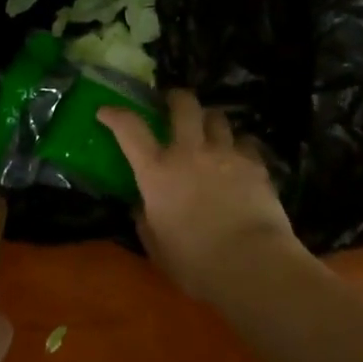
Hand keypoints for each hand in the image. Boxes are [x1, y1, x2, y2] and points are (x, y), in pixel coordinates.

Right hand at [98, 91, 300, 298]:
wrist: (251, 263)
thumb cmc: (196, 262)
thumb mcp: (157, 246)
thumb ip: (145, 220)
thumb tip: (141, 206)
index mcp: (158, 171)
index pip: (130, 129)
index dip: (115, 114)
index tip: (106, 111)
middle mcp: (190, 152)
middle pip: (183, 105)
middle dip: (176, 98)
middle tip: (172, 102)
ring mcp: (225, 153)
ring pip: (217, 117)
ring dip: (209, 120)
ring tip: (209, 130)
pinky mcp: (256, 164)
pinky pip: (245, 142)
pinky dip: (239, 145)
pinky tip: (239, 157)